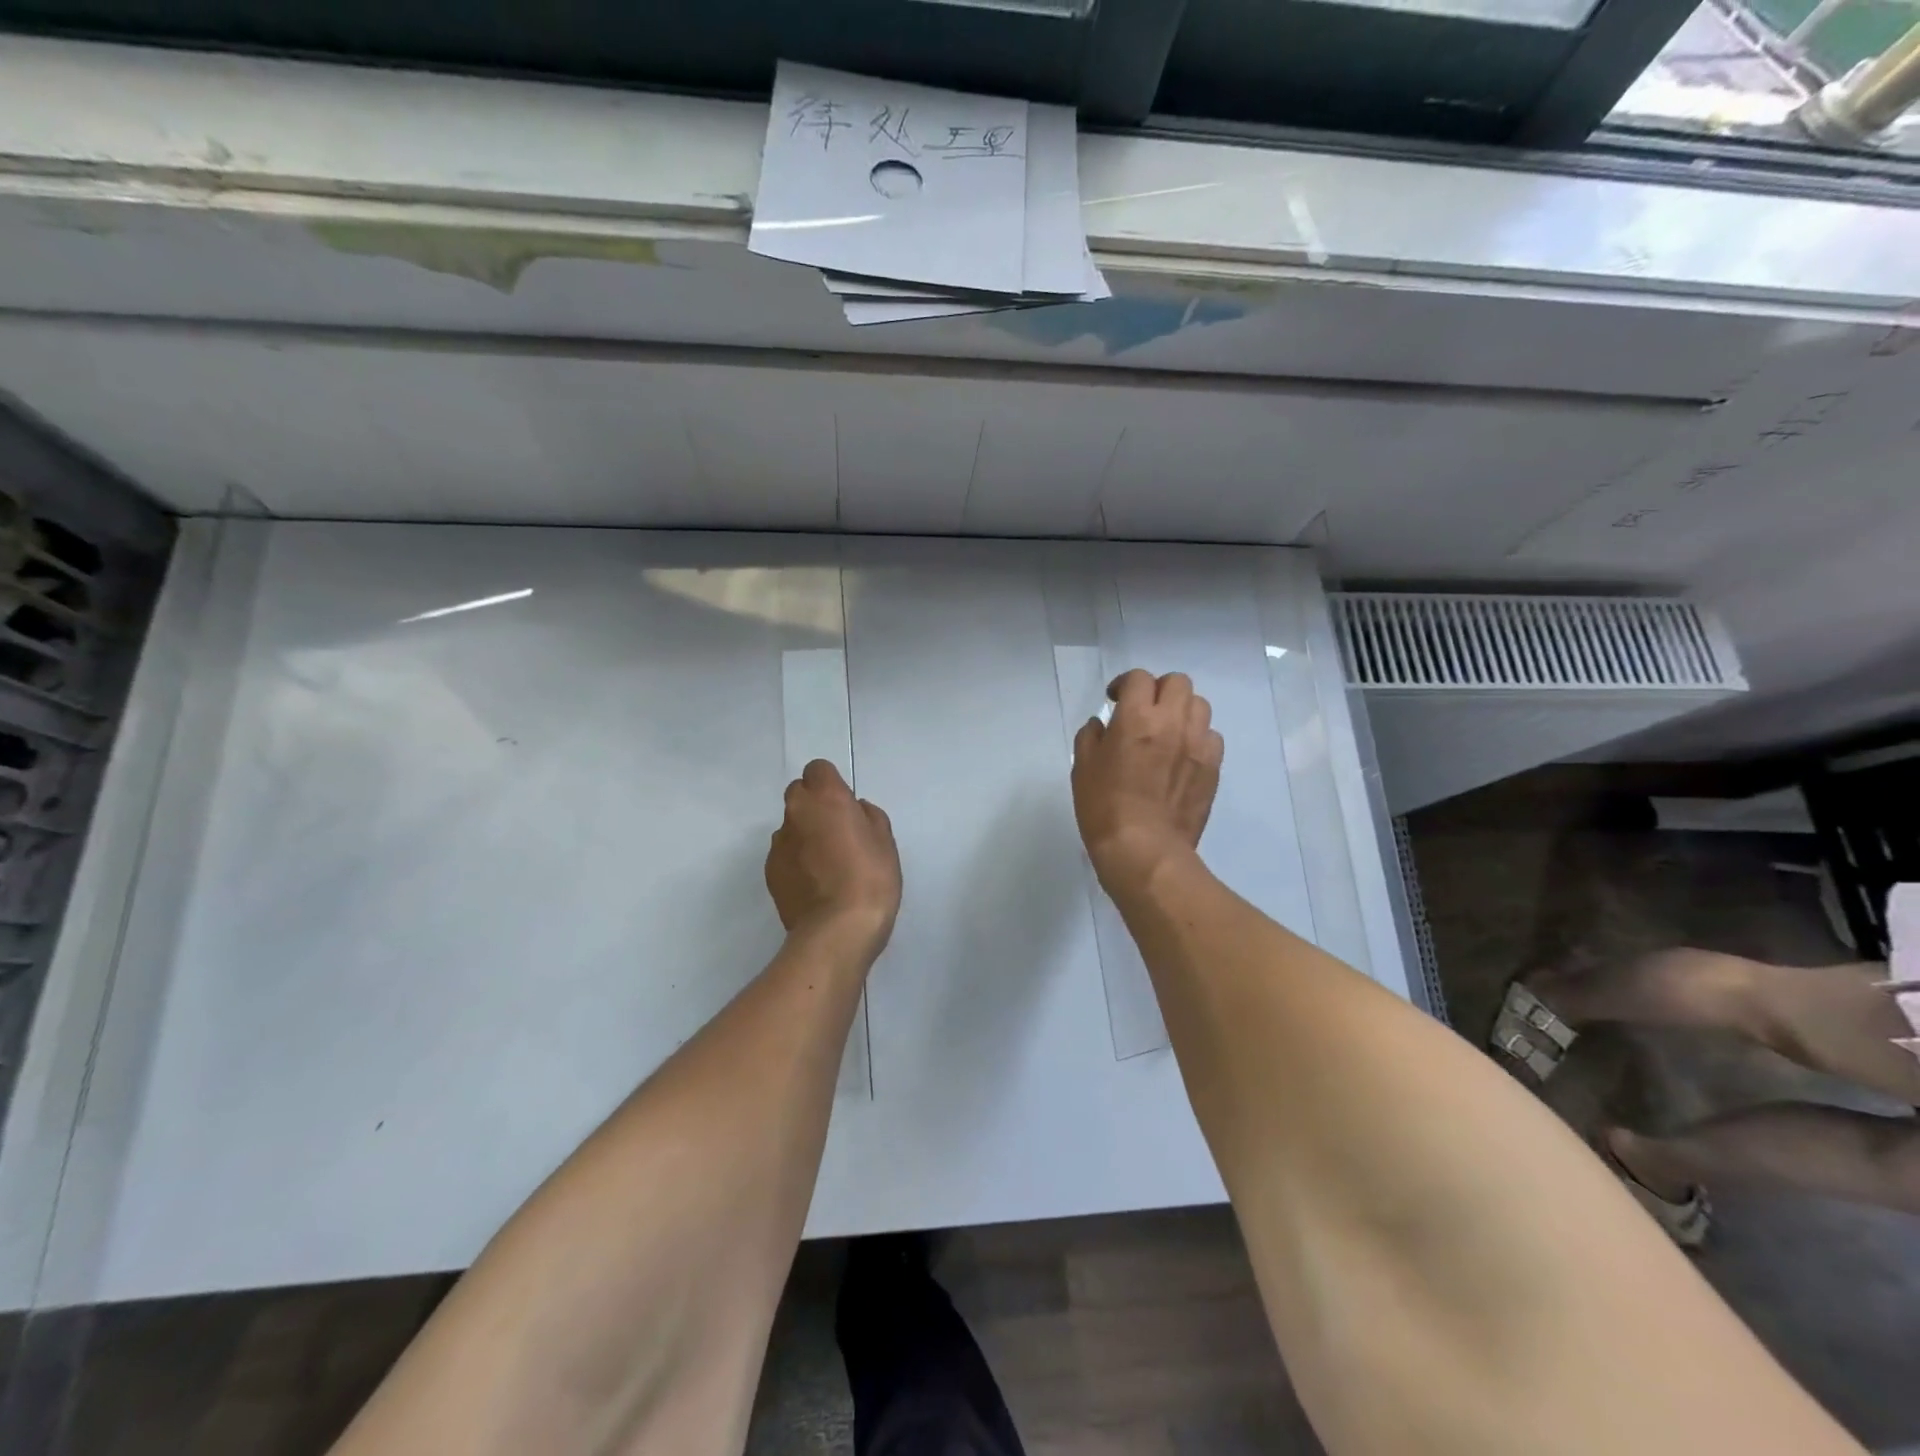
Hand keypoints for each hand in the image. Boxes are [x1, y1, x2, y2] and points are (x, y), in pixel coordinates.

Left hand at [765, 761, 901, 954]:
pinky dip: (797, 862)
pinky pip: (785, 855)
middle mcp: (796, 813)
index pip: (818, 770)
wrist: (837, 931)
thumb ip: (868, 817)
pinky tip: (815, 885)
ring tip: (827, 865)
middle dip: (815, 805)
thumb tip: (855, 811)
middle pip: (799, 793)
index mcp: (826, 798)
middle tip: (838, 831)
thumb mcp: (885, 842)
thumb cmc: (870, 878)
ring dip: (805, 835)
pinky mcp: (770, 872)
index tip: (846, 806)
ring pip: (791, 826)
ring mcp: (779, 844)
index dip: (831, 784)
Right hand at [1071, 669, 1223, 893]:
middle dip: (1158, 690)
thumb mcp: (1083, 767)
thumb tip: (1102, 724)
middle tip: (1144, 711)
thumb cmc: (1104, 806)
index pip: (1138, 678)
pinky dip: (1197, 738)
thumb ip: (1091, 736)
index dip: (1124, 684)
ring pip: (1200, 705)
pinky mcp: (1213, 767)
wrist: (1144, 849)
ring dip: (1182, 711)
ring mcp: (1198, 744)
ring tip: (1167, 731)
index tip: (1114, 700)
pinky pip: (1211, 737)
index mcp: (1136, 717)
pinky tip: (1182, 756)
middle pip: (1177, 682)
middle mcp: (1173, 722)